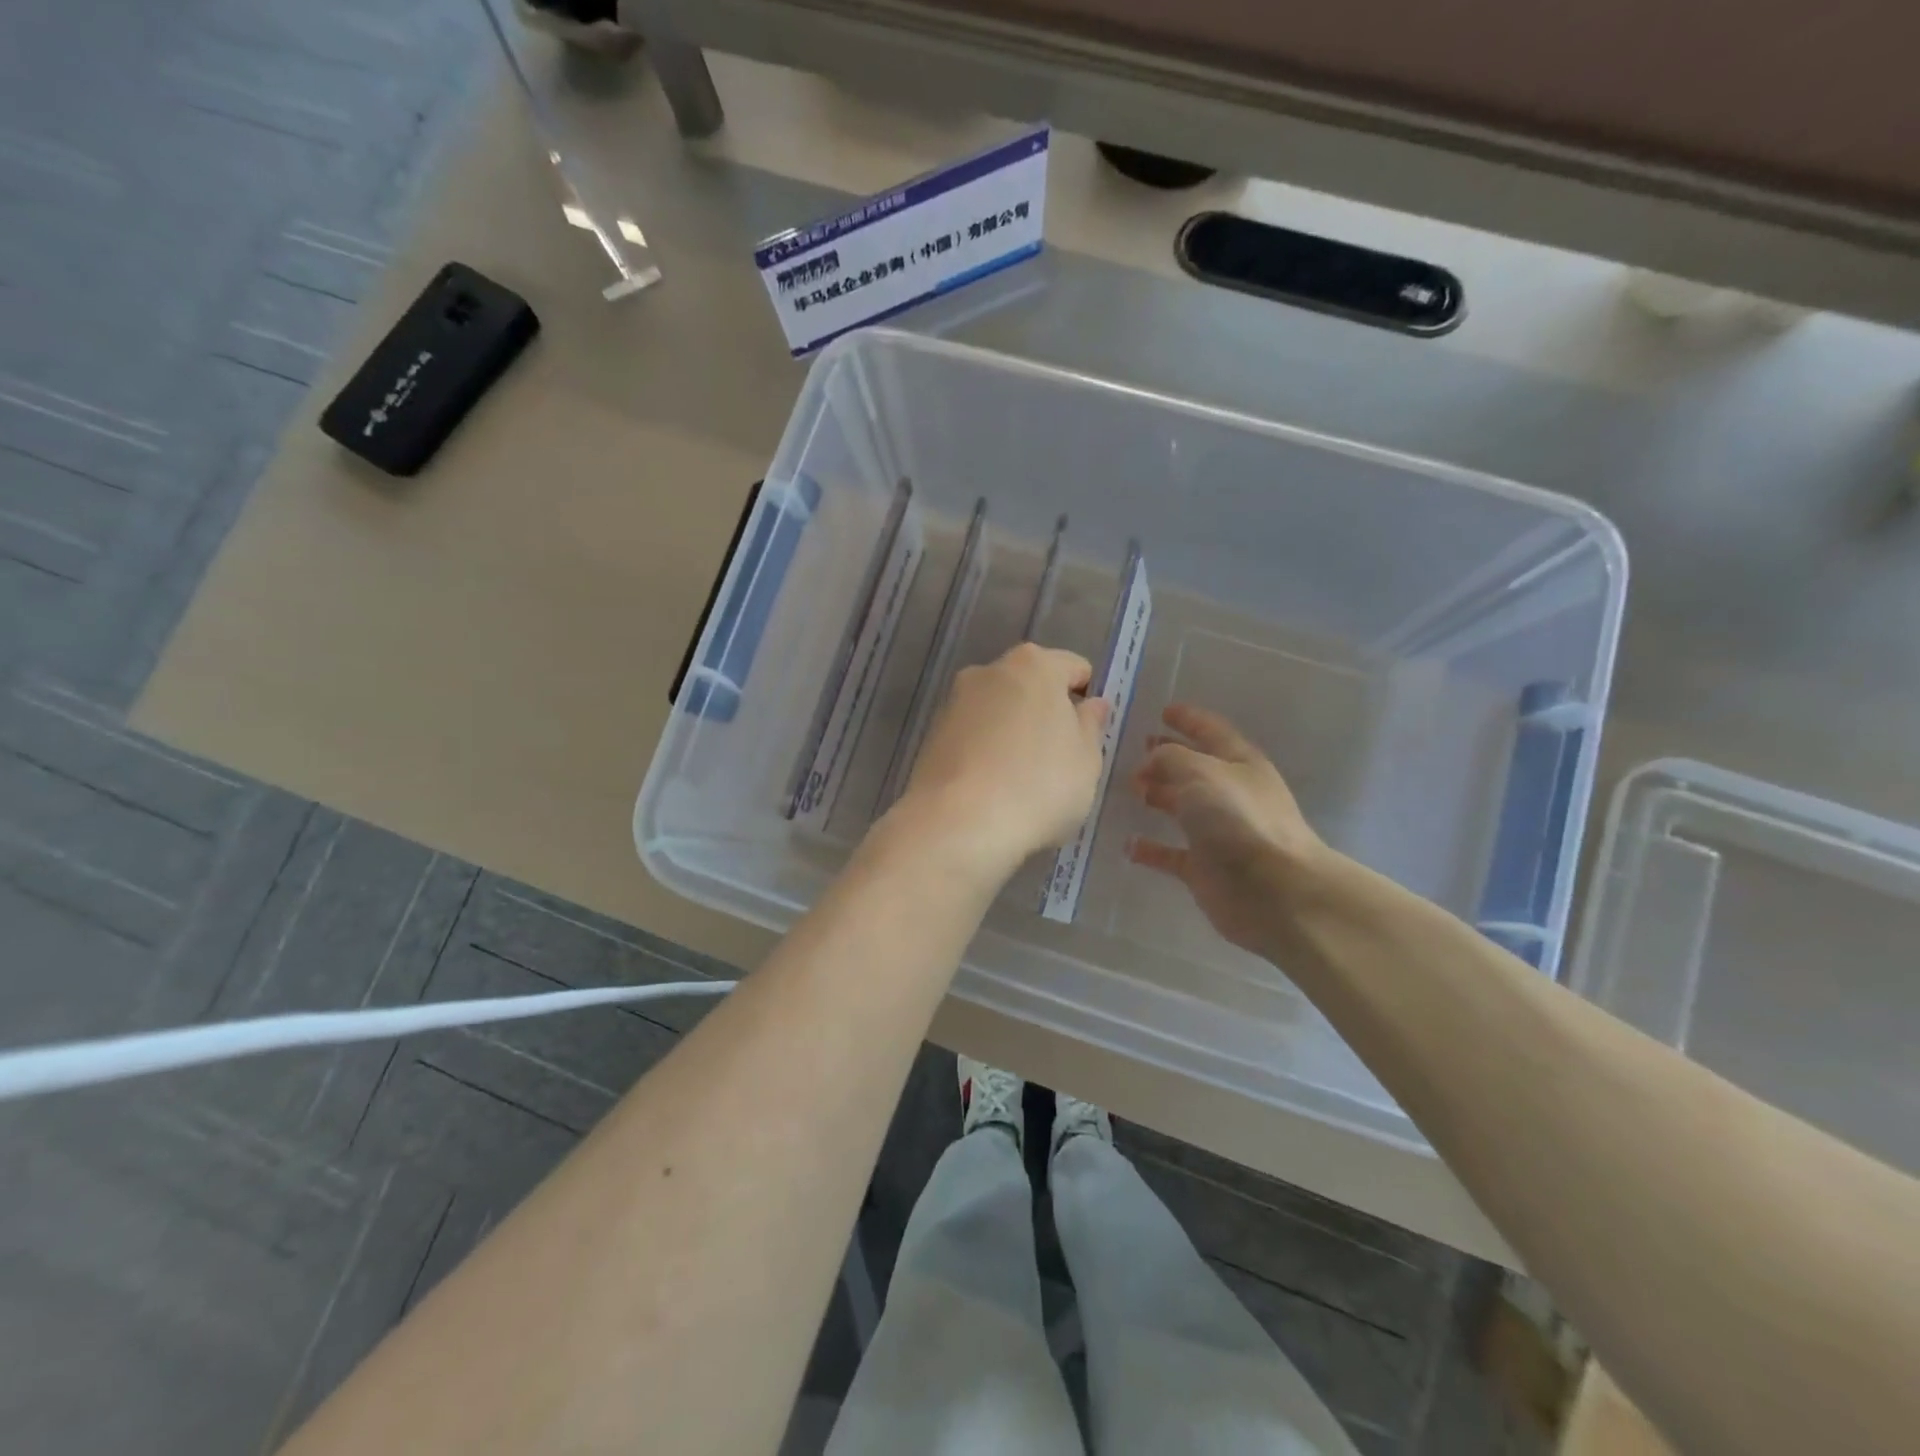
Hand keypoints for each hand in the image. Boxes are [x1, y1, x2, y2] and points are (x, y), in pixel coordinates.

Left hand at [896, 643, 1109, 878]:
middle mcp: (989, 671)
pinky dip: (985, 752)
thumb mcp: (1086, 761)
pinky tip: (991, 789)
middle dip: (1045, 715)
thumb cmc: (1038, 786)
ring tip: (1021, 781)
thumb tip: (1090, 705)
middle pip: (1030, 686)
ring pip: (997, 711)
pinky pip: (972, 736)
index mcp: (1034, 665)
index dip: (1086, 700)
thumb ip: (1091, 726)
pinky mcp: (931, 734)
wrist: (957, 824)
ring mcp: (954, 701)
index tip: (1087, 738)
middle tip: (1057, 761)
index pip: (1074, 668)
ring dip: (1012, 733)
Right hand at [1127, 704, 1327, 954]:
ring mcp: (1219, 832)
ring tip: (1131, 788)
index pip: (1211, 731)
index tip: (1164, 710)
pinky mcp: (1205, 868)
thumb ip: (1170, 757)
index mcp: (1239, 763)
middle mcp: (1230, 794)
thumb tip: (1150, 761)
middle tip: (1137, 750)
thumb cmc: (1239, 820)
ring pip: (1182, 807)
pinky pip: (1171, 853)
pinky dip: (1151, 848)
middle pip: (1194, 768)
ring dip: (1158, 796)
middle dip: (1168, 757)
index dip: (1188, 719)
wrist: (1274, 891)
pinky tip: (1128, 845)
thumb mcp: (1201, 772)